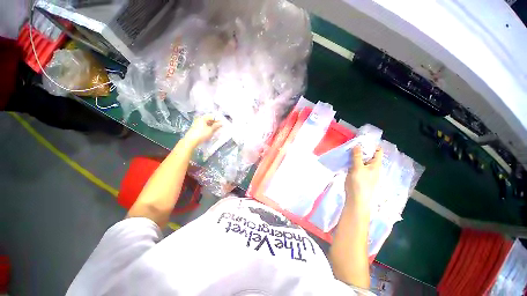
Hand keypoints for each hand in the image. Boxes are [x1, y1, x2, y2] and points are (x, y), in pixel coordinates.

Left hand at [183, 115, 221, 147]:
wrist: (191, 141)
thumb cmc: (201, 134)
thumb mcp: (211, 130)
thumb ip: (216, 126)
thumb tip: (221, 123)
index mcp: (203, 118)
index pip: (212, 116)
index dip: (218, 119)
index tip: (222, 123)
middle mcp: (200, 120)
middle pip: (209, 120)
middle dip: (215, 123)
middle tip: (220, 127)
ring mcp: (197, 124)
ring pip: (207, 124)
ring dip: (212, 126)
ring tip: (216, 130)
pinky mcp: (196, 129)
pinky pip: (204, 127)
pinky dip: (208, 129)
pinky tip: (211, 132)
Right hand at [345, 145, 382, 206]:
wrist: (356, 200)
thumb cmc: (359, 183)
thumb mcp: (357, 168)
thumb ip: (357, 156)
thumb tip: (357, 145)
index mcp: (376, 164)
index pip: (378, 151)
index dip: (371, 145)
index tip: (361, 141)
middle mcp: (373, 167)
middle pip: (369, 155)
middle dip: (361, 149)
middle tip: (351, 145)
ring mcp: (366, 172)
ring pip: (362, 160)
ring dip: (356, 155)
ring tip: (347, 151)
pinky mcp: (359, 176)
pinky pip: (357, 165)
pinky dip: (353, 161)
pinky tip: (346, 160)